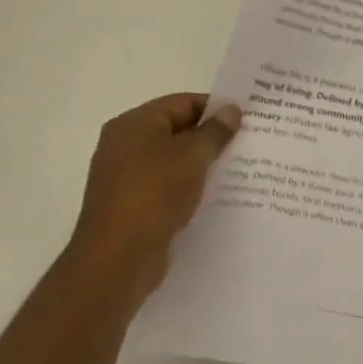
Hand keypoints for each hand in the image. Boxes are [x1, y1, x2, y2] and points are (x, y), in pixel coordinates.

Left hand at [67, 93, 240, 306]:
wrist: (116, 260)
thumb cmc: (154, 194)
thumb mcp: (193, 155)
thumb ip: (216, 130)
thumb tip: (231, 110)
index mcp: (134, 124)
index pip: (183, 103)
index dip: (215, 109)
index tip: (245, 121)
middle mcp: (124, 144)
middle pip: (176, 129)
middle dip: (209, 136)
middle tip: (244, 143)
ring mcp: (124, 176)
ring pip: (172, 159)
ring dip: (199, 163)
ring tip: (233, 168)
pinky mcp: (129, 204)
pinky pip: (165, 184)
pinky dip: (186, 185)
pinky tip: (211, 194)